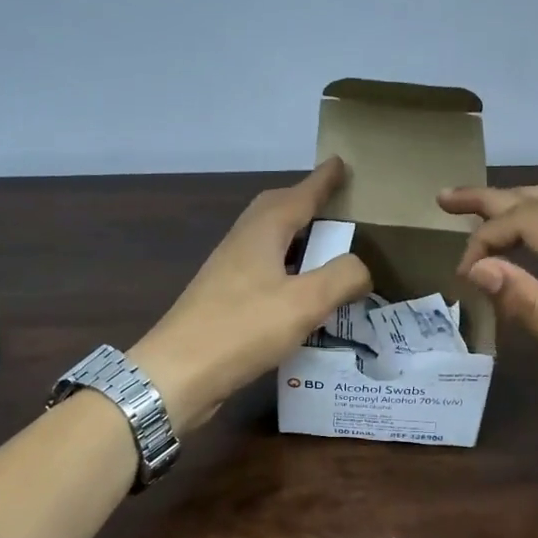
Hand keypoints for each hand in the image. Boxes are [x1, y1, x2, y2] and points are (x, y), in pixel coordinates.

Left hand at [130, 158, 371, 434]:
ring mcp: (227, 274)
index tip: (339, 162)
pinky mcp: (223, 303)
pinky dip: (286, 270)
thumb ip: (341, 277)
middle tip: (331, 204)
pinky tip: (298, 294)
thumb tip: (360, 267)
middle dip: (303, 202)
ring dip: (294, 238)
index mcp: (261, 234)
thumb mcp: (305, 302)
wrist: (177, 375)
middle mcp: (241, 245)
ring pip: (266, 242)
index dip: (321, 181)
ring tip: (322, 249)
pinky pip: (263, 272)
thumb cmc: (242, 329)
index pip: (297, 196)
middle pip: (274, 211)